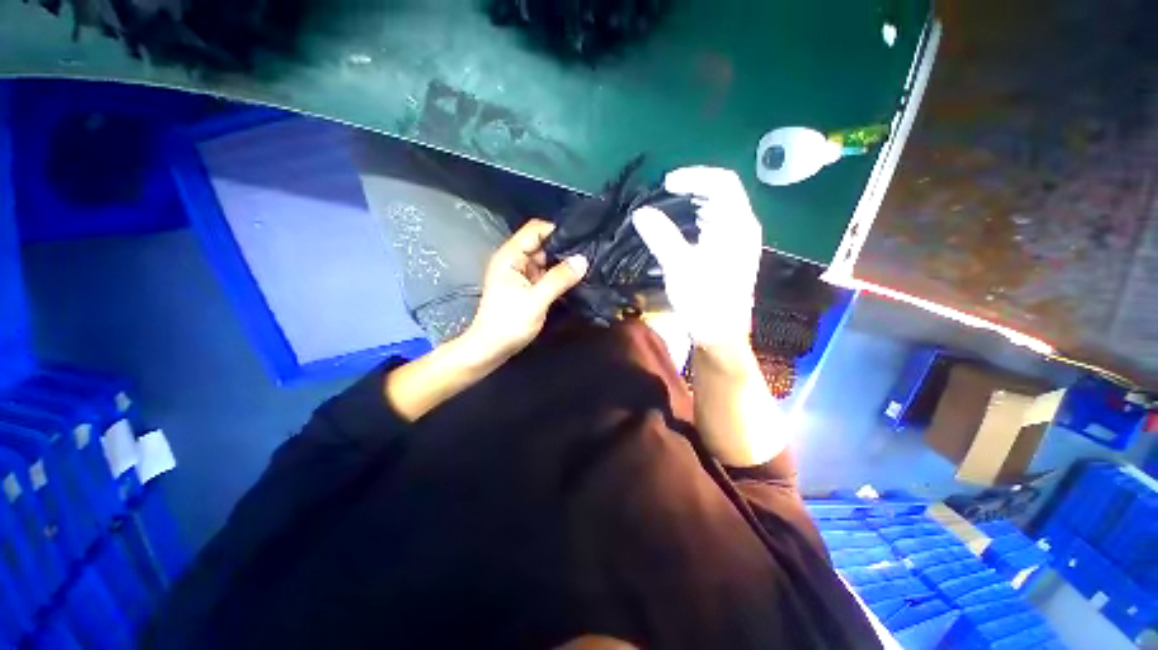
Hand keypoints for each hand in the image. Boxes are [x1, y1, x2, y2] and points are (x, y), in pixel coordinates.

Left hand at [464, 219, 588, 360]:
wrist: (491, 349)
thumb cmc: (509, 323)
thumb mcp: (536, 300)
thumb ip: (559, 279)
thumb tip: (583, 260)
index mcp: (510, 256)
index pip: (535, 230)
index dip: (557, 231)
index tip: (582, 238)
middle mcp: (515, 260)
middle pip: (543, 244)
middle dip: (565, 249)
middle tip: (590, 254)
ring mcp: (521, 274)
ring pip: (546, 260)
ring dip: (563, 264)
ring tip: (588, 266)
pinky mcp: (526, 287)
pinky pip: (546, 274)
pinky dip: (559, 276)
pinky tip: (576, 279)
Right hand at [631, 167, 761, 346]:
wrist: (721, 334)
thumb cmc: (703, 301)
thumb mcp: (679, 267)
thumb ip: (661, 236)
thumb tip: (641, 212)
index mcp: (736, 225)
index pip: (722, 182)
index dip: (694, 176)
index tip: (666, 184)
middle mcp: (743, 228)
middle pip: (722, 192)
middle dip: (693, 187)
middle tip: (664, 194)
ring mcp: (740, 241)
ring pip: (720, 208)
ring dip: (695, 203)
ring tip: (668, 207)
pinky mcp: (732, 253)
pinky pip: (717, 224)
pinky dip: (698, 218)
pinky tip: (681, 227)